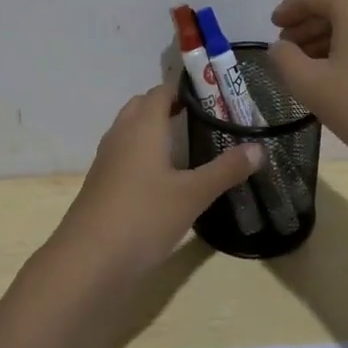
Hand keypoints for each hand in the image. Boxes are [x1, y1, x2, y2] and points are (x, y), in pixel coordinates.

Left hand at [52, 80, 264, 283]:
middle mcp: (122, 133)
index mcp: (143, 125)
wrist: (88, 260)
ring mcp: (108, 158)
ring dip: (156, 128)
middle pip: (145, 105)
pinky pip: (126, 152)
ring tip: (188, 141)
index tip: (215, 92)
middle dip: (171, 105)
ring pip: (132, 129)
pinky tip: (165, 175)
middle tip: (205, 116)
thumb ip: (225, 170)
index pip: (163, 90)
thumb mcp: (192, 195)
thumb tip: (259, 148)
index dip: (187, 87)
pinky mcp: (102, 182)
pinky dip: (145, 151)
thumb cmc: (143, 217)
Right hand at [268, 0, 347, 176]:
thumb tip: (281, 48)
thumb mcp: (311, 85)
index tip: (273, 29)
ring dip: (330, 37)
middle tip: (288, 51)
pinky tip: (342, 72)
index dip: (287, 10)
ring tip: (311, 66)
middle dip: (308, 25)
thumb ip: (284, 60)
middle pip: (336, 4)